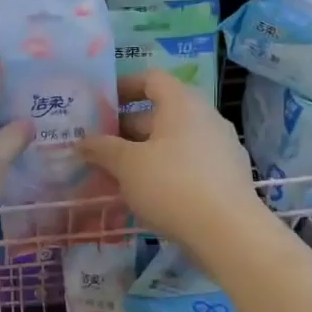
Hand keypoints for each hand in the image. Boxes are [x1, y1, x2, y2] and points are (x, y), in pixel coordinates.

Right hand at [78, 70, 264, 249]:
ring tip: (117, 173)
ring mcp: (221, 147)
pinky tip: (147, 193)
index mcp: (182, 104)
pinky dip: (165, 170)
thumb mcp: (127, 165)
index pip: (152, 79)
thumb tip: (82, 142)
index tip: (101, 104)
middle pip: (161, 112)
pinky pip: (189, 162)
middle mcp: (206, 117)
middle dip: (127, 127)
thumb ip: (102, 149)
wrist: (228, 232)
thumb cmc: (172, 185)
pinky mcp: (227, 176)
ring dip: (144, 151)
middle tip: (100, 146)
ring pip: (174, 141)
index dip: (124, 86)